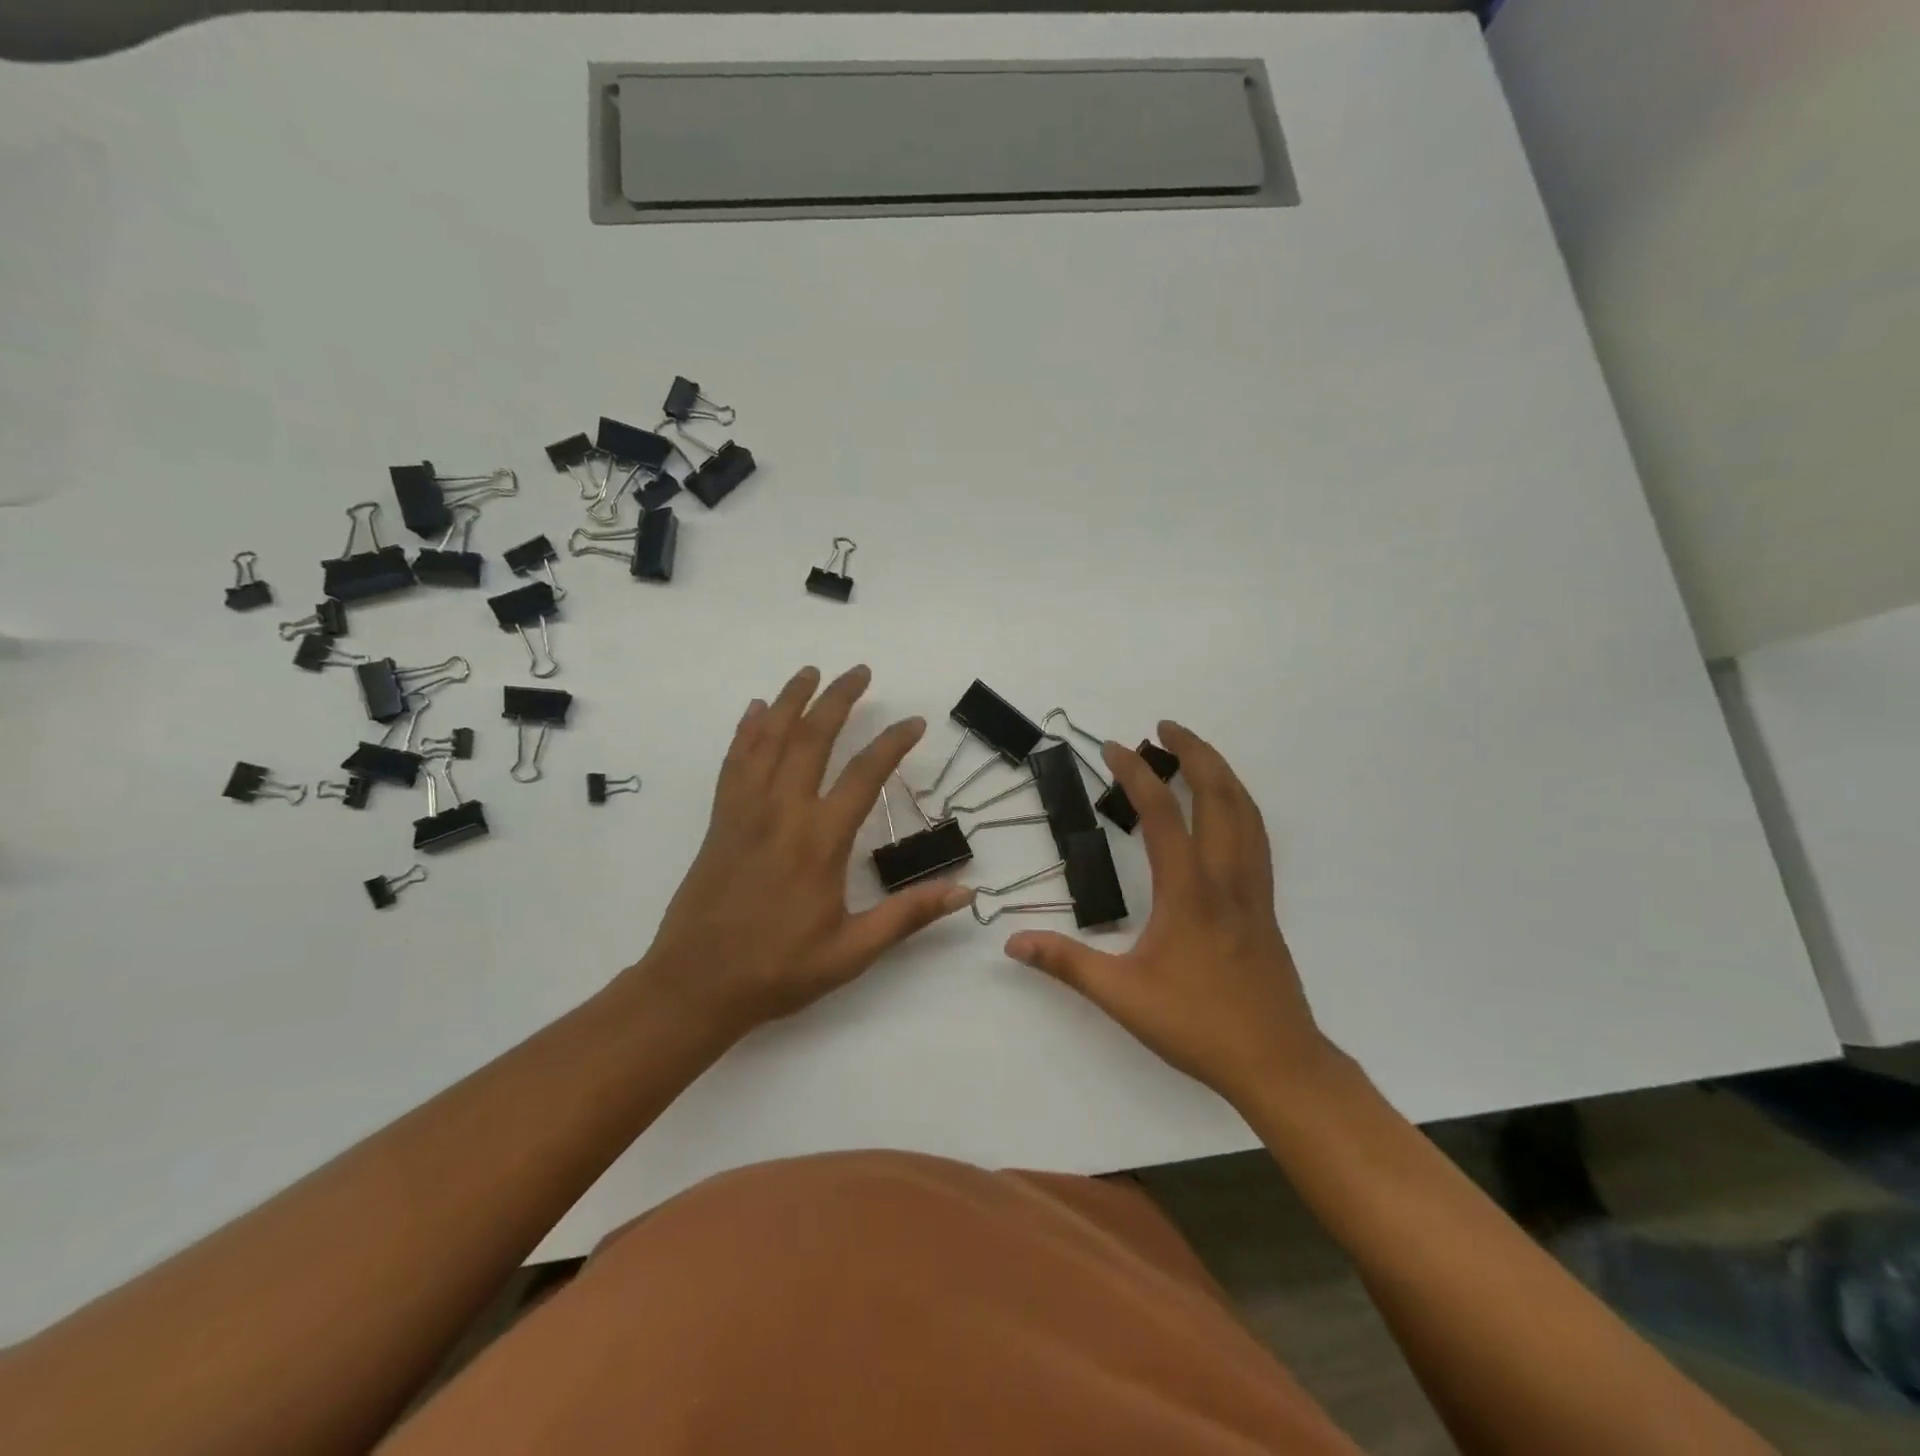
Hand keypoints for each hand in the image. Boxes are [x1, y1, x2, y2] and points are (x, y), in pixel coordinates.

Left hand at [628, 665, 971, 1038]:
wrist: (694, 985)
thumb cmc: (777, 970)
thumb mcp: (852, 951)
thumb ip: (907, 916)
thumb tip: (965, 891)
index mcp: (819, 841)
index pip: (865, 775)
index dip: (893, 743)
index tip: (914, 722)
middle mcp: (782, 812)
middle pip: (812, 739)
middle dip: (838, 699)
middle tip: (859, 671)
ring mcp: (745, 812)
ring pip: (769, 740)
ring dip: (790, 701)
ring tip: (809, 672)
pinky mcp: (720, 821)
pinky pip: (734, 762)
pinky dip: (746, 731)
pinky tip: (754, 712)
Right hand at [1004, 722, 1335, 1105]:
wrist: (1277, 1063)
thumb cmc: (1197, 1026)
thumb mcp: (1121, 996)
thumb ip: (1066, 963)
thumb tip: (1012, 942)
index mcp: (1189, 892)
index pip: (1162, 814)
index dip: (1136, 774)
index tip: (1114, 747)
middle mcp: (1226, 878)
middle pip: (1220, 796)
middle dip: (1195, 752)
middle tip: (1166, 727)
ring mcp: (1253, 891)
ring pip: (1247, 813)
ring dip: (1222, 774)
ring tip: (1196, 754)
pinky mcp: (1264, 907)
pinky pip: (1256, 838)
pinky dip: (1239, 806)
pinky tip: (1225, 813)